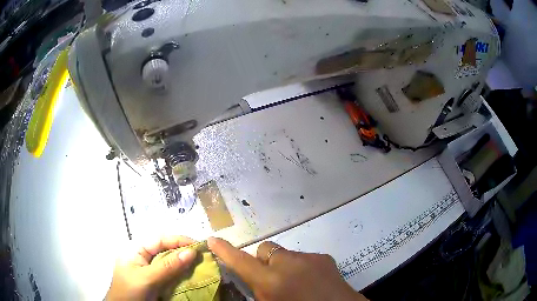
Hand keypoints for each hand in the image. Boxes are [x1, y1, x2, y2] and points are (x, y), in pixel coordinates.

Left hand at [106, 236, 196, 300]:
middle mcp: (142, 256)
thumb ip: (168, 266)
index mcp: (136, 249)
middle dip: (183, 252)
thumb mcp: (148, 279)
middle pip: (165, 249)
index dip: (179, 240)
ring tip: (199, 266)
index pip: (160, 239)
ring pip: (168, 262)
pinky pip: (168, 273)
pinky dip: (179, 274)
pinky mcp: (153, 280)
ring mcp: (147, 269)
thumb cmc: (131, 292)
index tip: (199, 246)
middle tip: (203, 258)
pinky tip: (189, 277)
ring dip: (183, 264)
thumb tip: (191, 252)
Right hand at [208, 237, 367, 300]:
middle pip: (265, 250)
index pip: (241, 261)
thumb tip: (251, 278)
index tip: (213, 240)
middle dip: (263, 262)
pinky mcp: (324, 257)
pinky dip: (301, 267)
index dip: (225, 251)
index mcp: (272, 281)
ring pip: (285, 254)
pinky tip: (311, 282)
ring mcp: (309, 257)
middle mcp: (288, 263)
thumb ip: (258, 290)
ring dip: (284, 265)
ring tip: (295, 283)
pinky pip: (303, 258)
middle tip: (271, 279)